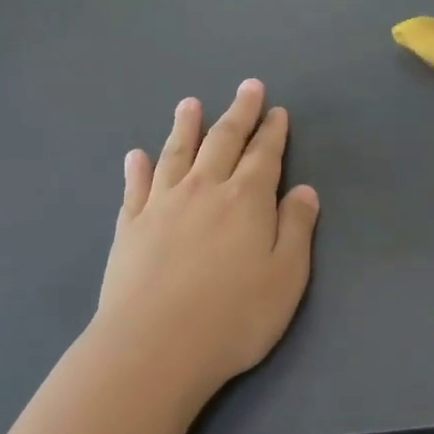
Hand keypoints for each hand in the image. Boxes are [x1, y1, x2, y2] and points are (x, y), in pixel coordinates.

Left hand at [92, 80, 320, 405]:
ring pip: (176, 153)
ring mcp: (162, 205)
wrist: (154, 346)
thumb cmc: (233, 316)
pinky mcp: (130, 227)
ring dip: (185, 126)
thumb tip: (304, 190)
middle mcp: (204, 189)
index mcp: (246, 199)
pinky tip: (136, 156)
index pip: (264, 155)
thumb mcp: (287, 277)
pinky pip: (135, 187)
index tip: (276, 110)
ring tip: (189, 104)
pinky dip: (137, 168)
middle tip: (247, 87)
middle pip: (223, 140)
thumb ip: (297, 228)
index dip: (272, 131)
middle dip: (239, 112)